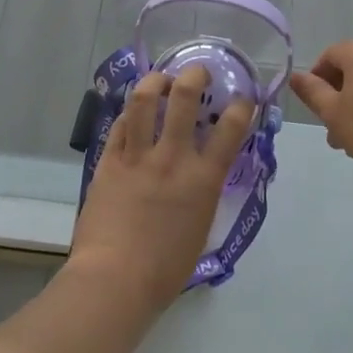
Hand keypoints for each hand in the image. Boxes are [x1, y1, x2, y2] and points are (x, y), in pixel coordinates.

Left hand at [69, 67, 255, 313]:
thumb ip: (203, 194)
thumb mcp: (200, 229)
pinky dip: (130, 113)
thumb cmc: (165, 270)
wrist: (114, 280)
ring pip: (146, 99)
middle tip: (197, 72)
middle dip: (195, 75)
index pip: (232, 127)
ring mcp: (138, 155)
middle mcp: (173, 158)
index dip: (242, 105)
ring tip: (161, 80)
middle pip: (185, 97)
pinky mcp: (109, 160)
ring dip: (156, 81)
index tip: (243, 98)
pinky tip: (134, 113)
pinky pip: (120, 124)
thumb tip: (202, 175)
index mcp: (203, 179)